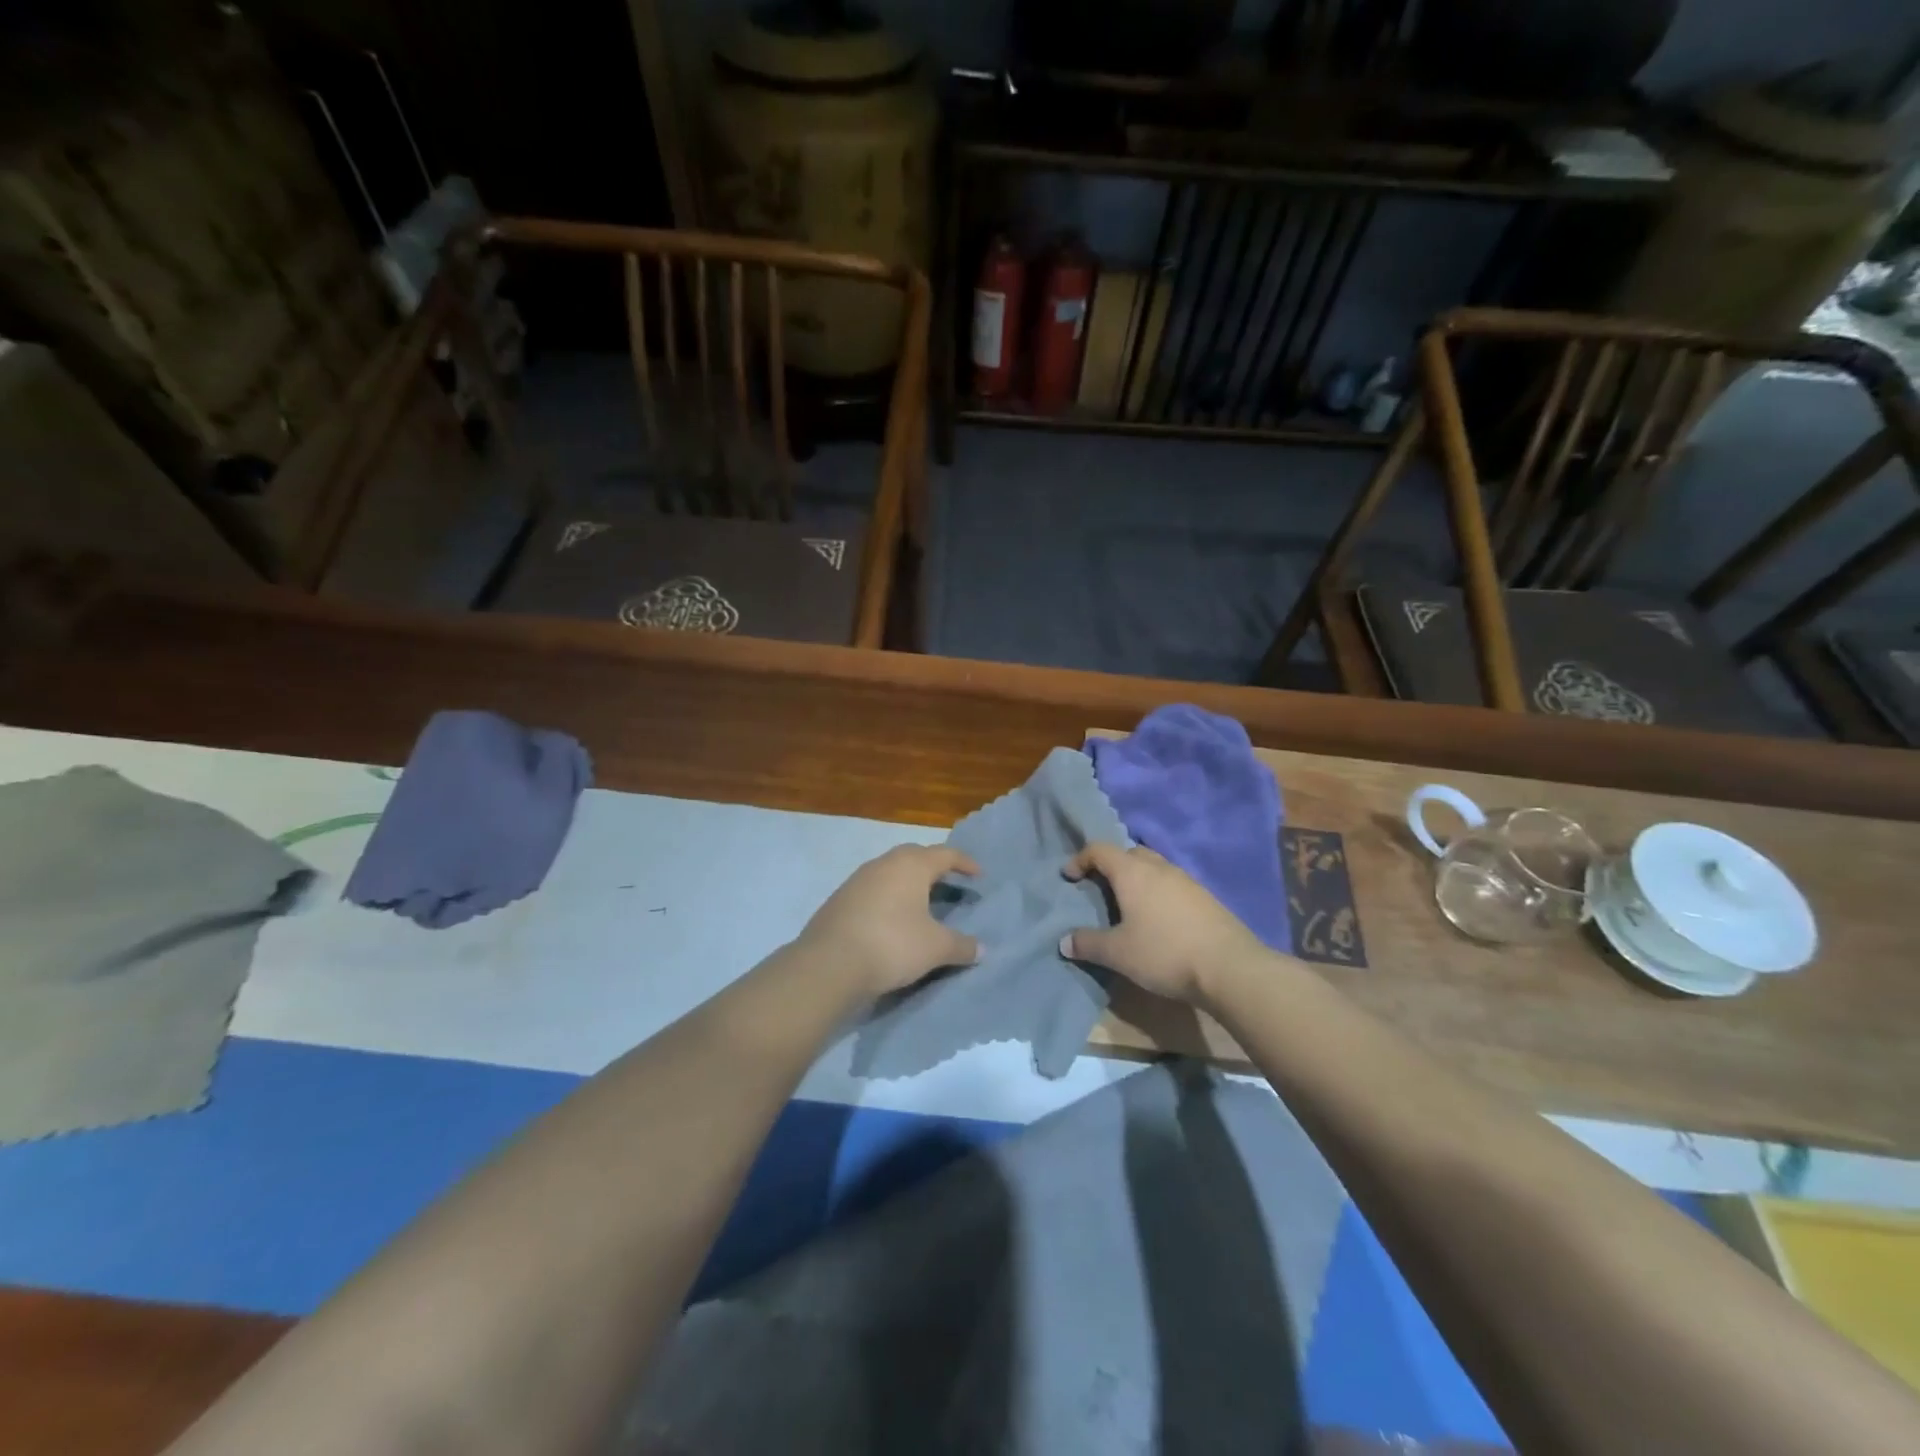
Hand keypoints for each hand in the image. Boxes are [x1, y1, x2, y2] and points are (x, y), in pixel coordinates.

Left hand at [796, 845, 981, 998]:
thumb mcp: (935, 948)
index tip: (979, 875)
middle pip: (914, 856)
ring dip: (907, 882)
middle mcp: (884, 864)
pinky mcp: (839, 899)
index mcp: (911, 866)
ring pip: (890, 871)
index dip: (965, 863)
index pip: (945, 854)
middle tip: (948, 882)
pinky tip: (890, 919)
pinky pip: (872, 890)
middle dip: (933, 866)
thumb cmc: (892, 945)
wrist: (829, 963)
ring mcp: (857, 879)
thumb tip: (982, 948)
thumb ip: (962, 946)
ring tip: (920, 902)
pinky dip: (887, 898)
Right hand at [1061, 843, 1264, 1004]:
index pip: (1099, 850)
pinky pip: (1171, 884)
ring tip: (1128, 905)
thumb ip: (1088, 944)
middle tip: (1099, 889)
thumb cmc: (1164, 953)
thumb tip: (1064, 941)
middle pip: (1129, 853)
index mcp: (1133, 872)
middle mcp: (1159, 867)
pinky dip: (1157, 892)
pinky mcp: (1205, 897)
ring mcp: (1186, 880)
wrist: (1229, 967)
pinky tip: (1158, 919)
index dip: (1080, 859)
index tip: (1069, 877)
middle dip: (1110, 866)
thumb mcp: (1118, 953)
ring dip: (1136, 878)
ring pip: (1153, 867)